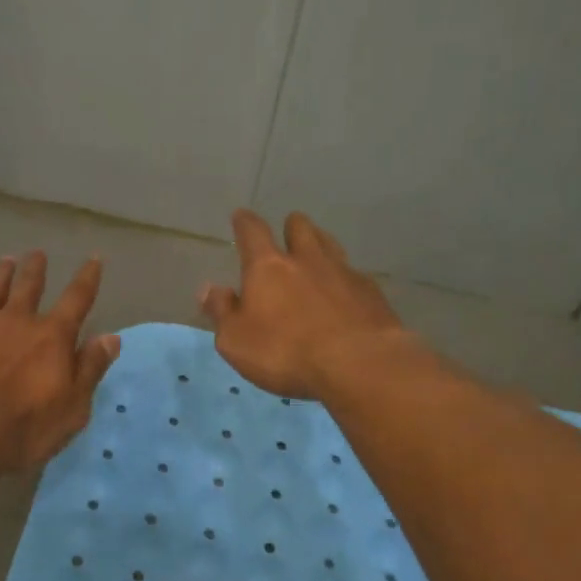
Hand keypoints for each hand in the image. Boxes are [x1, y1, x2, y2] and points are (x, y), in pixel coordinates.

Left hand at [0, 251, 120, 471]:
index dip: (87, 278)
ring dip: (0, 275)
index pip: (77, 299)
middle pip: (29, 287)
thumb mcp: (73, 407)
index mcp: (52, 337)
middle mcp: (17, 322)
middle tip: (37, 253)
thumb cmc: (24, 427)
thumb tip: (111, 337)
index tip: (93, 259)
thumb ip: (90, 369)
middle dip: (35, 269)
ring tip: (5, 260)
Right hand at [200, 210, 407, 399]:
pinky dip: (345, 279)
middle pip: (299, 227)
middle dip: (291, 226)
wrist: (359, 364)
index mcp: (268, 267)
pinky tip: (345, 293)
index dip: (245, 222)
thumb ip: (222, 312)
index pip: (253, 232)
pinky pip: (354, 274)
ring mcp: (343, 272)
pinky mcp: (371, 292)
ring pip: (330, 244)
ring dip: (320, 243)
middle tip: (287, 233)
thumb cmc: (286, 352)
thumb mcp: (236, 341)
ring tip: (316, 252)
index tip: (241, 216)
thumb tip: (209, 289)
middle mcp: (306, 260)